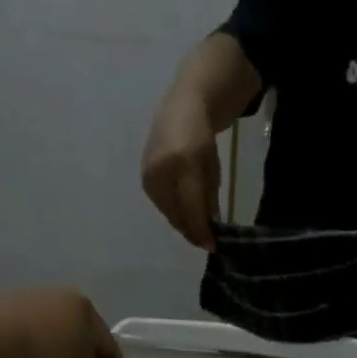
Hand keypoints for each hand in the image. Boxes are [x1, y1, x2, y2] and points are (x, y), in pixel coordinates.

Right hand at [141, 98, 221, 250]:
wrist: (178, 111)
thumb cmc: (202, 138)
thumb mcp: (212, 167)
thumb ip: (210, 197)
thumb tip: (211, 226)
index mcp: (183, 164)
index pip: (192, 206)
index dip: (202, 230)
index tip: (213, 247)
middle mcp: (161, 171)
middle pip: (177, 213)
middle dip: (192, 230)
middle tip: (206, 242)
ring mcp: (148, 175)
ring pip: (167, 211)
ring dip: (182, 223)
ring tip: (197, 231)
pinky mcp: (144, 179)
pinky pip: (161, 203)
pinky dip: (174, 212)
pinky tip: (185, 215)